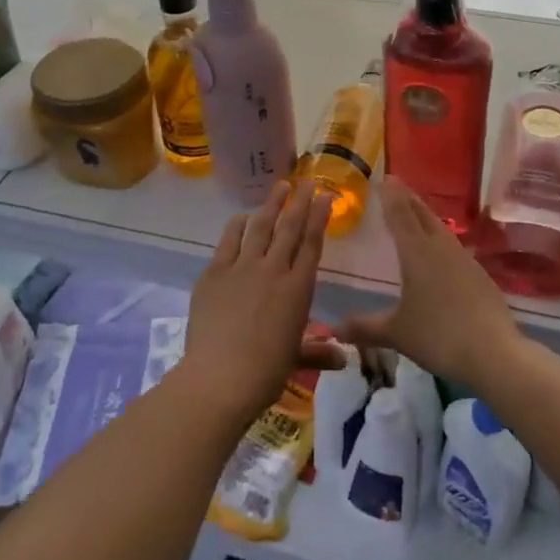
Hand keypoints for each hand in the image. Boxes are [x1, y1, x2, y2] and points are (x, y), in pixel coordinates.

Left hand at [181, 180, 342, 419]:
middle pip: (289, 228)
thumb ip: (319, 352)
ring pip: (260, 227)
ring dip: (271, 205)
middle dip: (300, 201)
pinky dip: (237, 226)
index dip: (319, 218)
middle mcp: (273, 270)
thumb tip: (344, 358)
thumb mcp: (295, 359)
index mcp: (298, 289)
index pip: (312, 244)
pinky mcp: (215, 274)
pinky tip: (241, 217)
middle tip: (307, 181)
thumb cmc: (265, 373)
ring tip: (280, 186)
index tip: (325, 197)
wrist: (220, 378)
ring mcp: (242, 268)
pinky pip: (228, 242)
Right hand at [338, 178, 525, 388]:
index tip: (384, 178)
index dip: (390, 195)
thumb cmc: (438, 336)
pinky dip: (440, 238)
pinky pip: (453, 246)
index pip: (400, 213)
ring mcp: (464, 259)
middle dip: (407, 199)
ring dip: (425, 216)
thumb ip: (366, 327)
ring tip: (415, 213)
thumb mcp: (397, 333)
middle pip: (422, 214)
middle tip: (396, 185)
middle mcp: (441, 247)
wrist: (494, 352)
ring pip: (440, 228)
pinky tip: (439, 251)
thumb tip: (336, 328)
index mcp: (417, 252)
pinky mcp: (479, 275)